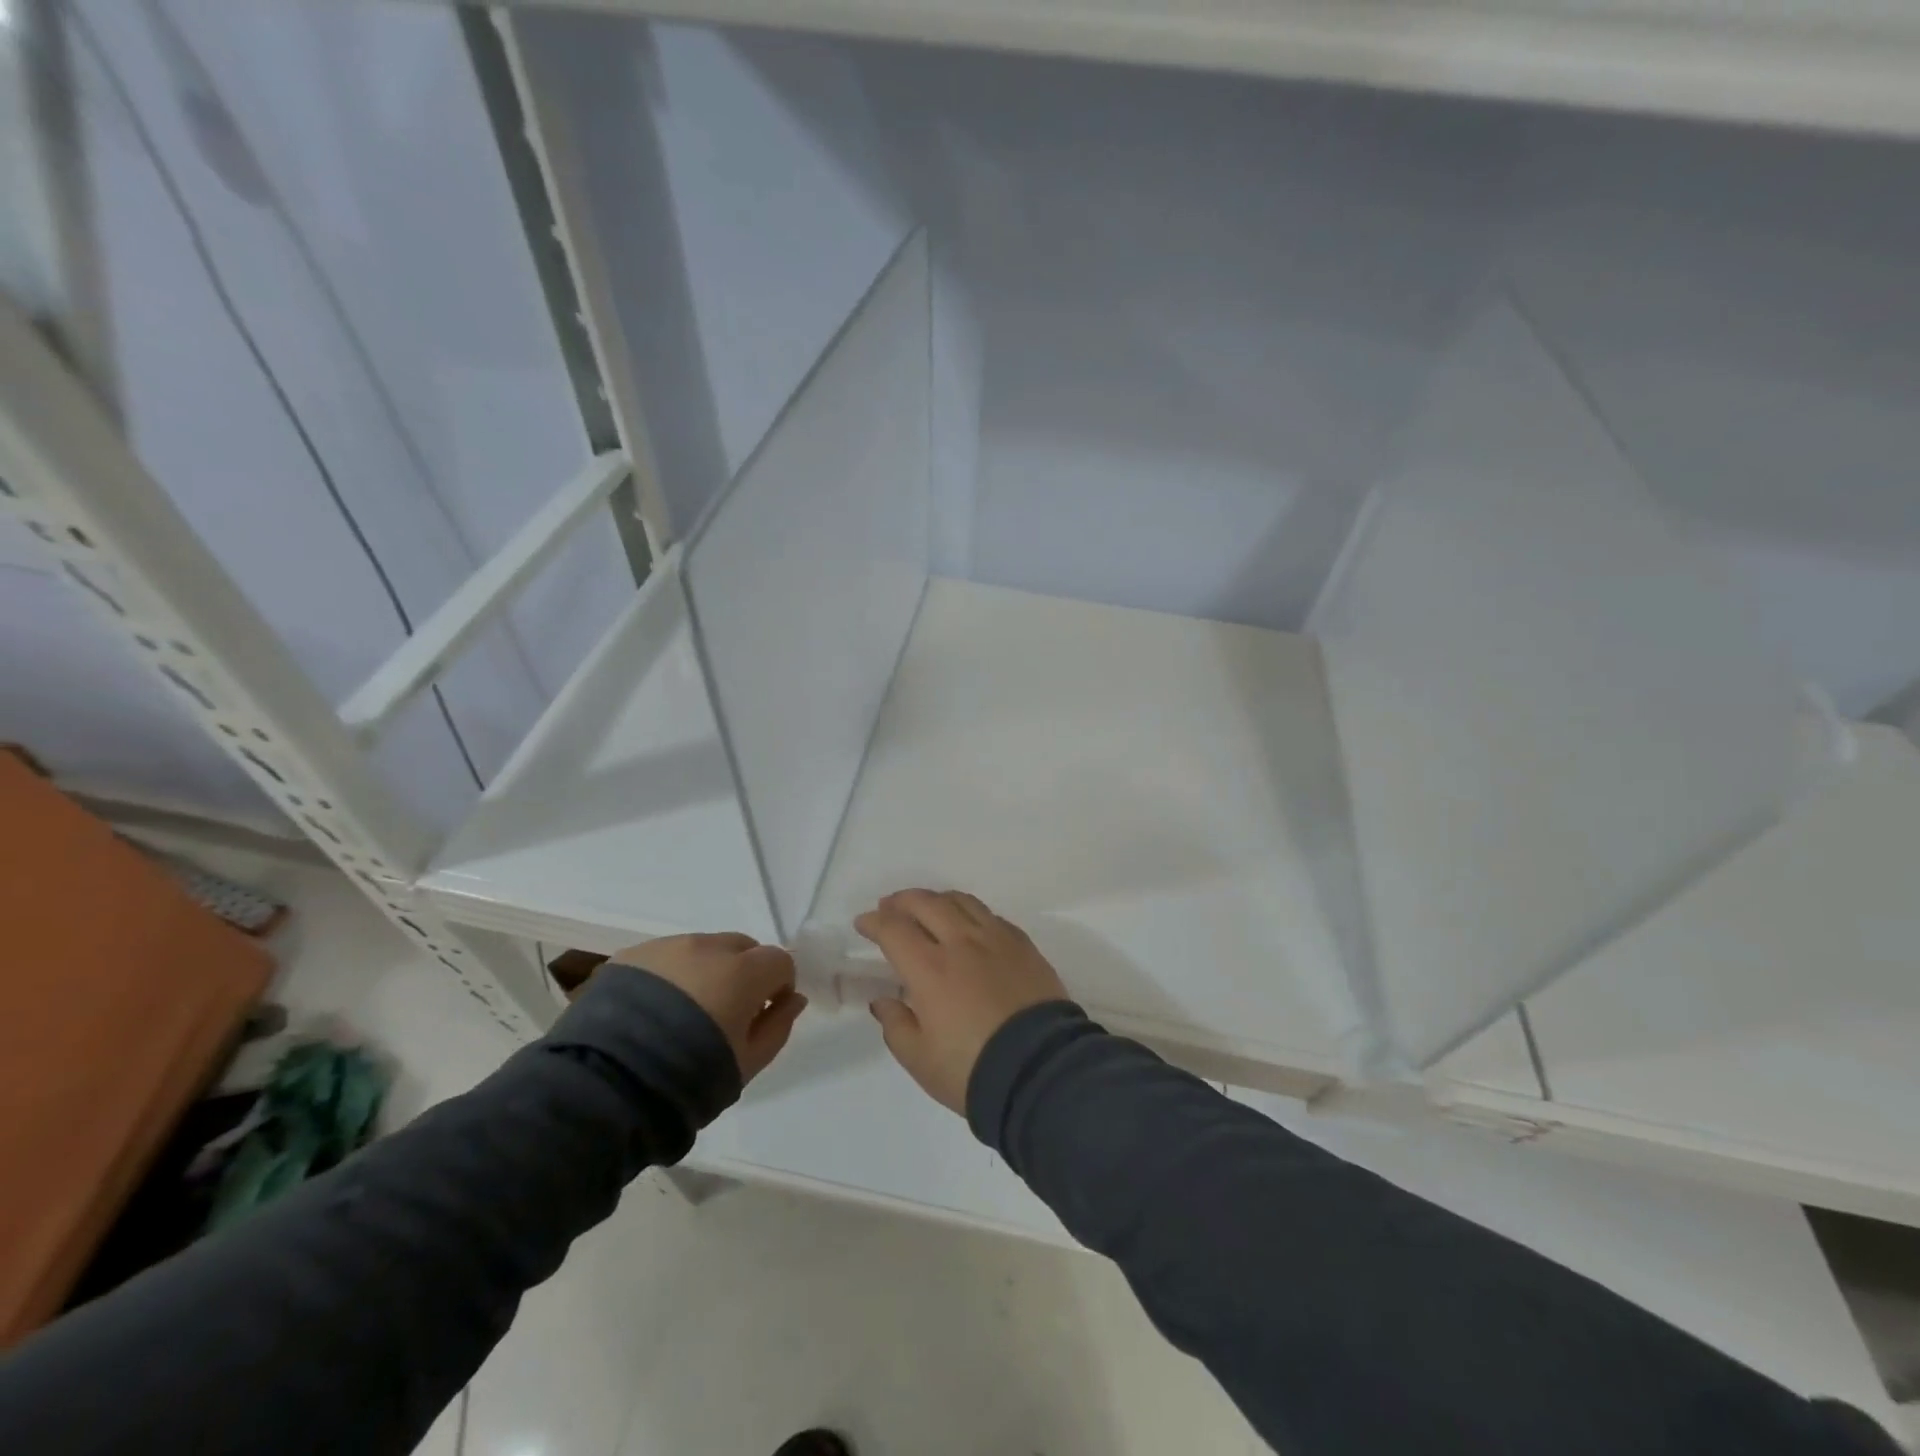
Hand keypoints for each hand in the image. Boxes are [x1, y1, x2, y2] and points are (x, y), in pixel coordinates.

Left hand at [609, 933, 806, 1083]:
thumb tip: (793, 999)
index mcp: (743, 971)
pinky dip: (670, 975)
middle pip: (742, 947)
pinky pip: (666, 957)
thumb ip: (778, 1025)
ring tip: (682, 1013)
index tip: (763, 1014)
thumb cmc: (689, 1077)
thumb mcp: (748, 1063)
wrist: (605, 1084)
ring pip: (702, 949)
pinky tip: (652, 1010)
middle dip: (744, 972)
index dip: (778, 986)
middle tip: (725, 1012)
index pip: (780, 960)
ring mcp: (666, 947)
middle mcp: (708, 946)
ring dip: (706, 971)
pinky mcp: (631, 955)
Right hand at [856, 890, 1068, 1113]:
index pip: (894, 929)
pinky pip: (992, 916)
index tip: (863, 924)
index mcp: (930, 968)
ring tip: (928, 908)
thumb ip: (896, 1025)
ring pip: (962, 901)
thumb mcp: (920, 1059)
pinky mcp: (1024, 946)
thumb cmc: (972, 1070)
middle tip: (889, 907)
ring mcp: (997, 940)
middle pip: (927, 903)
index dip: (874, 922)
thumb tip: (884, 1001)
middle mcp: (962, 942)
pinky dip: (971, 913)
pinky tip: (969, 926)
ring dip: (937, 899)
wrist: (1041, 1072)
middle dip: (902, 900)